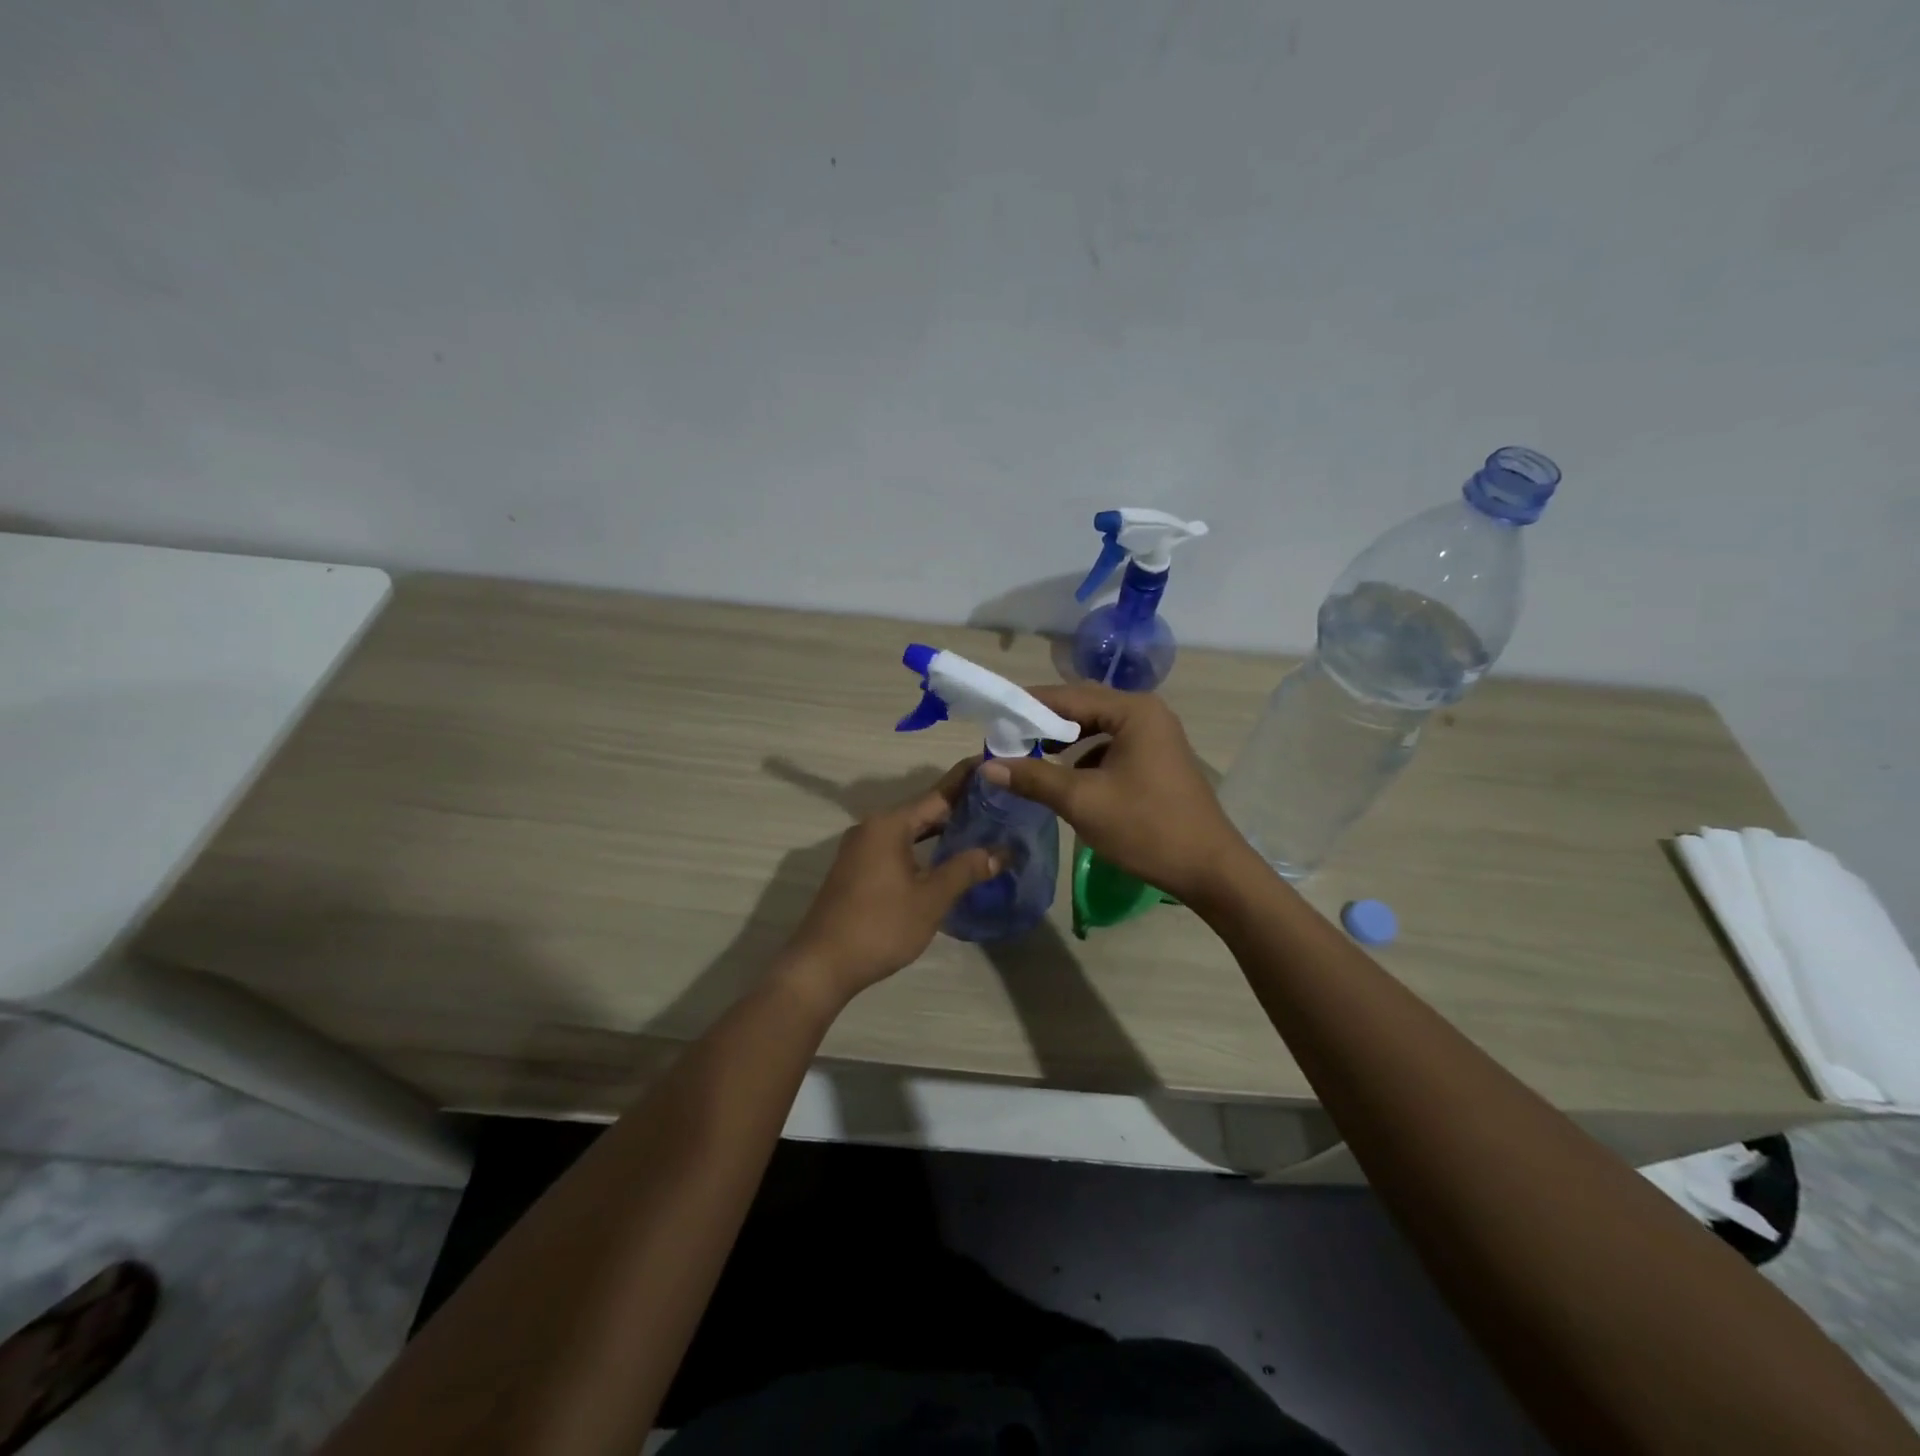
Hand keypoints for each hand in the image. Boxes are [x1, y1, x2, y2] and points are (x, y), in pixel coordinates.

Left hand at [782, 760, 1004, 1001]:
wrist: (822, 965)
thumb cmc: (880, 926)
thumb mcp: (930, 898)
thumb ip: (966, 870)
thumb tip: (1002, 852)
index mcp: (889, 825)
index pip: (938, 794)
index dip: (968, 781)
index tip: (994, 765)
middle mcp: (872, 827)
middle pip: (923, 810)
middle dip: (959, 807)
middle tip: (999, 803)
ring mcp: (861, 849)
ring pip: (909, 830)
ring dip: (941, 829)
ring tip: (980, 827)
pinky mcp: (857, 869)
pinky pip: (897, 846)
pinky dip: (923, 846)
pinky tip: (945, 857)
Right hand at [979, 685, 1248, 905]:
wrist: (1209, 869)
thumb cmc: (1146, 827)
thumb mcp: (1083, 801)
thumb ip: (1034, 778)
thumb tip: (988, 766)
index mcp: (1133, 711)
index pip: (1068, 697)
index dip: (1028, 707)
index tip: (993, 719)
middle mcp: (1146, 713)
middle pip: (1083, 707)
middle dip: (1043, 724)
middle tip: (1005, 739)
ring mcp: (1155, 736)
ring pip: (1096, 729)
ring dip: (1063, 742)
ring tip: (1028, 757)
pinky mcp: (1155, 760)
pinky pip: (1110, 747)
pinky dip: (1083, 757)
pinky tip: (1064, 777)